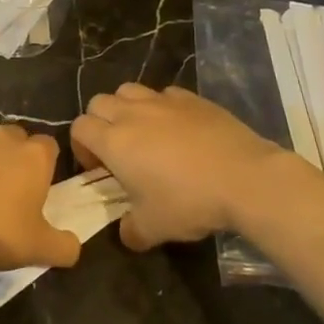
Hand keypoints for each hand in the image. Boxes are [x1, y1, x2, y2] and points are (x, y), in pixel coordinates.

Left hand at [0, 126, 79, 272]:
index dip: (45, 166)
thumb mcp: (39, 249)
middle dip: (14, 158)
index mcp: (33, 155)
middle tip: (6, 192)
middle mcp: (3, 136)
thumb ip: (65, 246)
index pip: (49, 147)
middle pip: (16, 139)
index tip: (37, 190)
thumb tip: (73, 245)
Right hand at [72, 84, 294, 250]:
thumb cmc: (189, 201)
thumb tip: (127, 233)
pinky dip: (162, 107)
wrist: (244, 178)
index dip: (82, 147)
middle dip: (100, 123)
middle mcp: (132, 113)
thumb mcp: (153, 228)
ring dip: (127, 108)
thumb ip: (131, 231)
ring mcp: (163, 101)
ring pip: (129, 90)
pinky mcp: (191, 98)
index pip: (79, 127)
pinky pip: (164, 94)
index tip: (99, 169)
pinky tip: (178, 129)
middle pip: (99, 102)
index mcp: (114, 141)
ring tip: (144, 133)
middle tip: (118, 150)